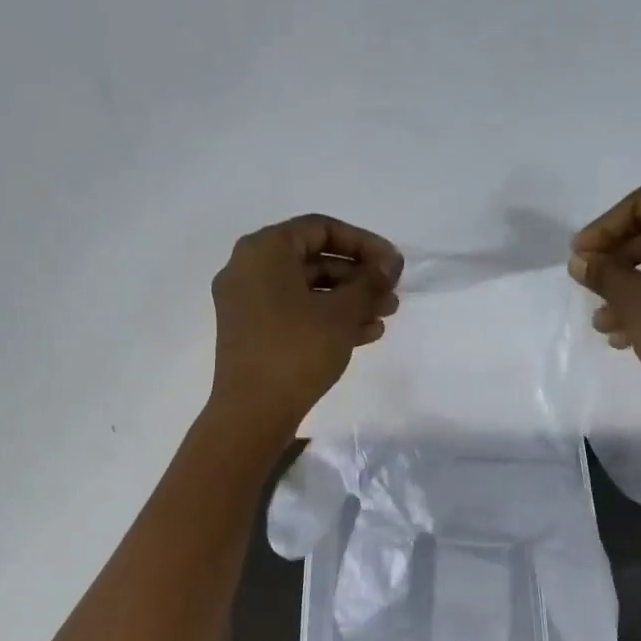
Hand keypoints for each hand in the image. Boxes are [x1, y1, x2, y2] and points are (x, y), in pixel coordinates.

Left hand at [208, 213, 401, 440]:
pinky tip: (365, 334)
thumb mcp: (341, 313)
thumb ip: (369, 282)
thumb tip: (390, 263)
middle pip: (314, 260)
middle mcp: (249, 269)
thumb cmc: (297, 351)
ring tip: (385, 315)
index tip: (393, 265)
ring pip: (307, 291)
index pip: (321, 228)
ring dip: (349, 301)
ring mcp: (248, 304)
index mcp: (264, 250)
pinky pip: (295, 314)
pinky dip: (327, 319)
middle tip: (392, 294)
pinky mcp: (253, 334)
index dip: (364, 243)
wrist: (253, 412)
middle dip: (358, 277)